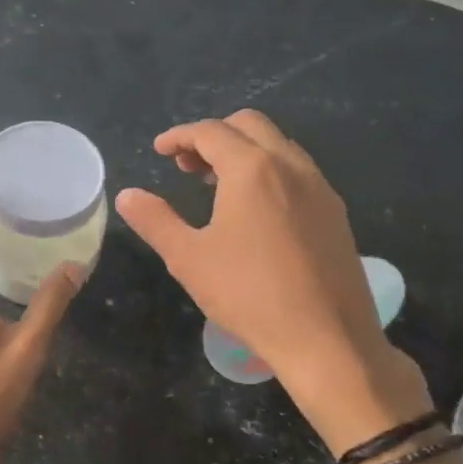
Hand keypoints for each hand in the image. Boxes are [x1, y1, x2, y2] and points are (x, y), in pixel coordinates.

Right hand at [115, 111, 429, 442]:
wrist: (326, 338)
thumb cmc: (248, 295)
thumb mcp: (188, 258)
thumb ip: (155, 220)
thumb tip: (127, 195)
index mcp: (252, 169)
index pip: (210, 132)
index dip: (179, 135)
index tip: (159, 150)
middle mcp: (290, 165)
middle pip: (249, 125)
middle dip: (213, 136)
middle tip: (185, 165)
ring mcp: (319, 187)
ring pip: (277, 145)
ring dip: (243, 151)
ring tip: (215, 185)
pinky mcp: (335, 212)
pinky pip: (297, 171)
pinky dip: (269, 170)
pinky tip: (256, 209)